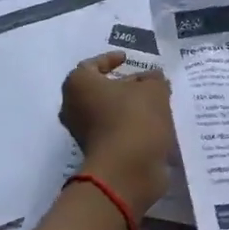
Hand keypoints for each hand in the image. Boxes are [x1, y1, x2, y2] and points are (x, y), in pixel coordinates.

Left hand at [60, 53, 175, 217]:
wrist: (127, 169)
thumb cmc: (134, 118)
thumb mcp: (154, 89)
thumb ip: (154, 79)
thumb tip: (153, 79)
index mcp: (78, 84)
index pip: (92, 65)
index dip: (110, 59)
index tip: (127, 59)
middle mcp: (73, 107)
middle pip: (99, 90)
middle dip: (122, 85)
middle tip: (146, 82)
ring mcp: (82, 132)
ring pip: (106, 112)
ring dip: (128, 107)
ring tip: (155, 103)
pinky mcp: (96, 152)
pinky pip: (113, 130)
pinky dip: (129, 125)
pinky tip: (152, 123)